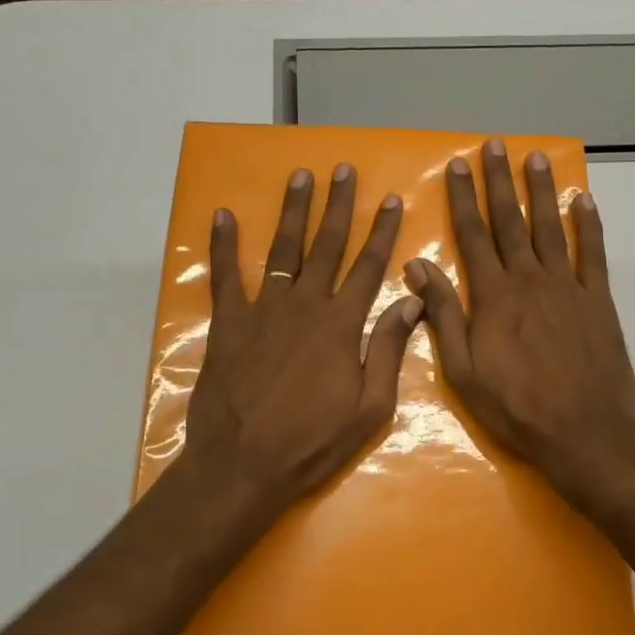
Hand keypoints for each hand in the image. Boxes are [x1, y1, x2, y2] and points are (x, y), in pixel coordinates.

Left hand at [185, 164, 423, 509]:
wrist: (244, 465)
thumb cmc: (313, 442)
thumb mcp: (370, 406)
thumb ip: (388, 349)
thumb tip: (412, 301)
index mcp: (341, 325)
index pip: (369, 267)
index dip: (382, 231)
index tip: (391, 199)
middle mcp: (305, 305)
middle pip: (327, 246)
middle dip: (339, 205)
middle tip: (345, 170)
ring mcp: (263, 310)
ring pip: (282, 249)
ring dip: (293, 211)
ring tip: (301, 176)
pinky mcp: (229, 323)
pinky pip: (225, 276)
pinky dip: (223, 244)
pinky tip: (223, 215)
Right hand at [405, 140, 634, 505]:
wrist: (582, 432)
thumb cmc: (515, 406)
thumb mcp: (463, 369)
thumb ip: (442, 314)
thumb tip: (417, 265)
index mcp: (493, 295)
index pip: (472, 235)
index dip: (464, 198)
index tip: (458, 165)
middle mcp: (529, 279)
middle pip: (510, 221)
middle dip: (500, 181)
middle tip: (495, 145)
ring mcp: (567, 286)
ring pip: (551, 227)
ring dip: (541, 191)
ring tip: (535, 158)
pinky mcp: (597, 300)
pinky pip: (593, 254)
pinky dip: (589, 225)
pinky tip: (583, 200)